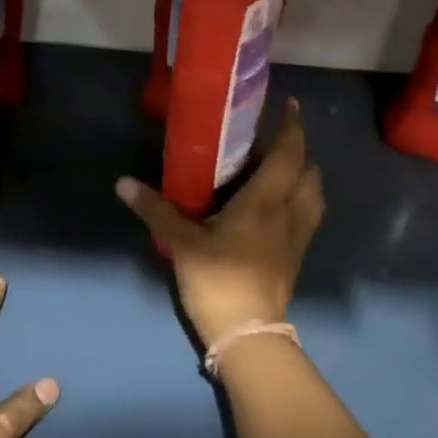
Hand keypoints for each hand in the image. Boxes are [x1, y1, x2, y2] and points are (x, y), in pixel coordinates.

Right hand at [116, 99, 324, 349]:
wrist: (248, 332)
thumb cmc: (217, 279)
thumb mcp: (180, 243)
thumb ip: (155, 210)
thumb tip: (123, 183)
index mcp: (265, 201)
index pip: (288, 154)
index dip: (292, 127)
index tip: (290, 105)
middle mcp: (289, 212)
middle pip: (308, 171)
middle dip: (299, 150)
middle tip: (276, 139)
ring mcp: (298, 236)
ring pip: (315, 194)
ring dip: (305, 175)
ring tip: (284, 169)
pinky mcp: (297, 256)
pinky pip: (309, 215)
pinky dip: (303, 199)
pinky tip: (282, 206)